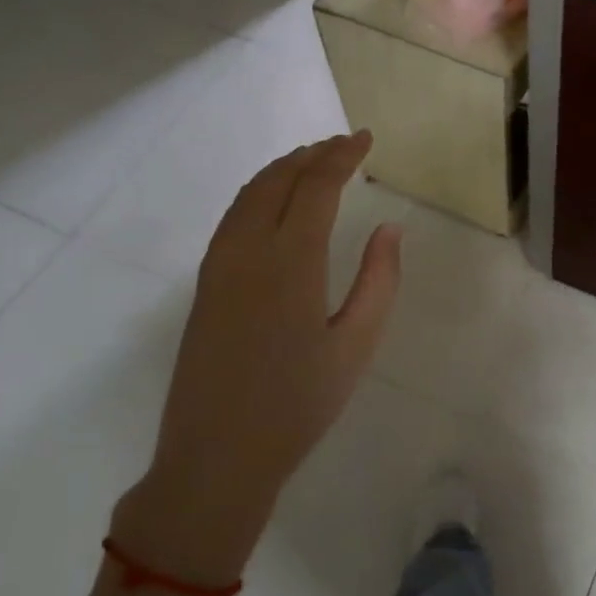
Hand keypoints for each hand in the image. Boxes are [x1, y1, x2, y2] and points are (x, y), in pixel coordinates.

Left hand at [110, 133, 401, 584]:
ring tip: (313, 160)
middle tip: (344, 143)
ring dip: (283, 169)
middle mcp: (248, 251)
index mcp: (291, 263)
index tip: (366, 138)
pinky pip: (233, 217)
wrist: (216, 457)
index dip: (342, 155)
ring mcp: (218, 266)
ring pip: (249, 195)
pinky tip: (275, 203)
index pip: (316, 187)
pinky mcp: (204, 285)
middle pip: (279, 180)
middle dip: (313, 154)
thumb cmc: (298, 406)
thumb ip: (379, 281)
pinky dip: (259, 193)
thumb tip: (390, 229)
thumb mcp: (357, 346)